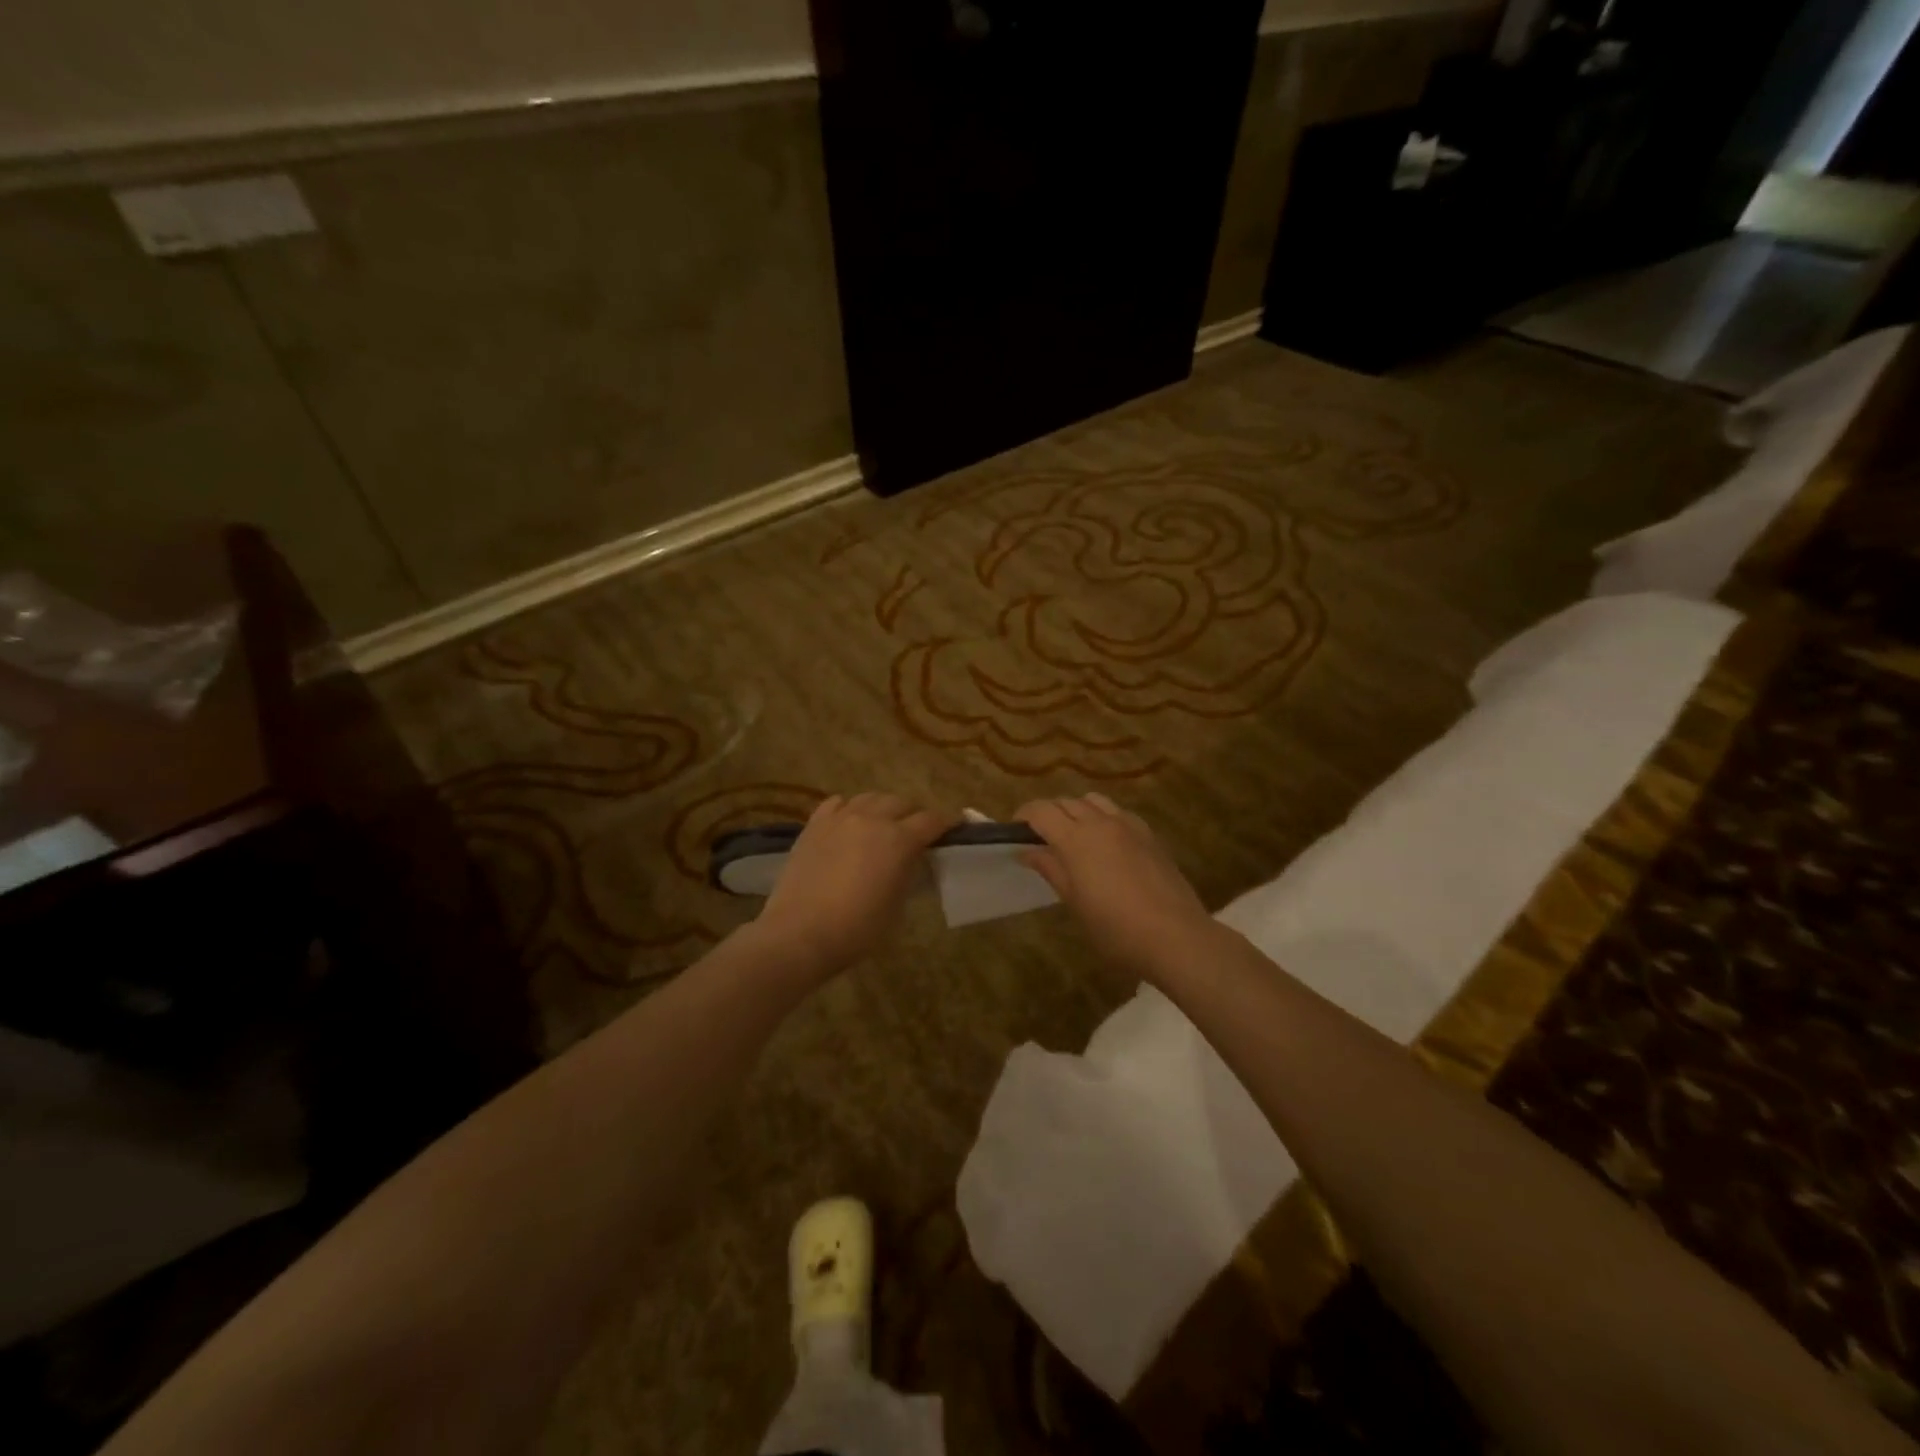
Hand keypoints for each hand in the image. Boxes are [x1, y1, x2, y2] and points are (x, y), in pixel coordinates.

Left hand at [754, 792, 955, 976]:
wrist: (799, 934)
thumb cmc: (856, 929)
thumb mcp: (897, 906)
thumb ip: (908, 873)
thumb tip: (910, 860)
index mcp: (899, 840)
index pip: (932, 820)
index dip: (947, 822)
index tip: (956, 826)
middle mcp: (872, 819)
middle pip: (902, 802)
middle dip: (914, 814)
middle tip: (917, 831)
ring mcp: (840, 818)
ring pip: (870, 797)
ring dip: (883, 807)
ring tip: (883, 824)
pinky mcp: (814, 825)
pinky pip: (837, 803)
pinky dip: (850, 808)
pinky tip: (849, 822)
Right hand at [1017, 794, 1213, 980]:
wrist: (1175, 937)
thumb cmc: (1115, 929)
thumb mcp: (1075, 902)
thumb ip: (1051, 869)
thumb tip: (1028, 851)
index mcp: (1076, 839)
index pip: (1041, 810)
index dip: (1024, 816)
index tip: (1016, 831)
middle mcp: (1100, 822)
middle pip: (1066, 802)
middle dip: (1049, 813)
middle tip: (1041, 838)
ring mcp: (1128, 826)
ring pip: (1094, 801)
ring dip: (1077, 810)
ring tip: (1074, 836)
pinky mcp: (1149, 835)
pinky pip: (1118, 813)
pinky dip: (1103, 817)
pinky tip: (1106, 843)